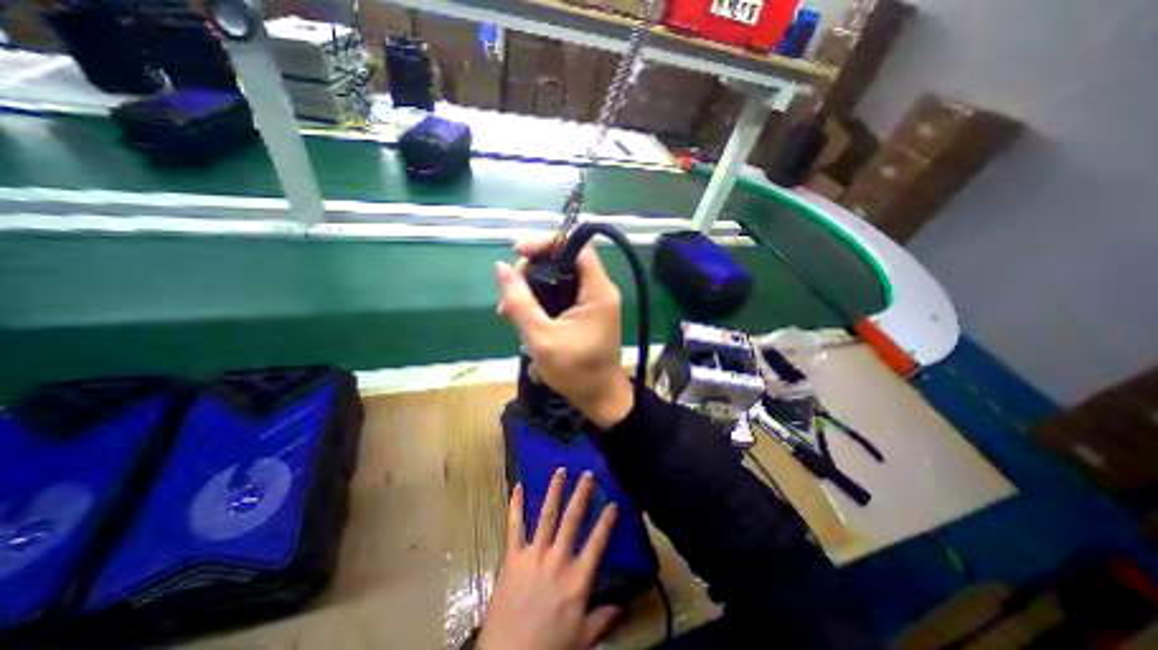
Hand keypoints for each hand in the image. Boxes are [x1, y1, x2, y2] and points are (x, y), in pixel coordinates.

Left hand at [480, 469, 623, 646]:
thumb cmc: (549, 649)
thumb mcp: (582, 640)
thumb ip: (602, 619)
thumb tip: (622, 606)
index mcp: (577, 579)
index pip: (597, 543)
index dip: (606, 522)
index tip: (614, 503)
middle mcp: (558, 559)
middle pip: (572, 519)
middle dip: (582, 494)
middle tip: (588, 474)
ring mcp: (534, 555)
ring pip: (546, 515)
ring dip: (554, 491)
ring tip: (560, 471)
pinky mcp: (512, 557)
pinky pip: (514, 526)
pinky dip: (515, 505)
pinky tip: (516, 487)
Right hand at [489, 236, 629, 428]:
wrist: (599, 397)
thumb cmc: (575, 372)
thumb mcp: (541, 338)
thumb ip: (520, 302)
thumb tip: (500, 268)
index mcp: (597, 291)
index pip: (577, 247)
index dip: (547, 242)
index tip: (517, 251)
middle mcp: (600, 289)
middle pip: (565, 259)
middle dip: (533, 269)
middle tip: (508, 292)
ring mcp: (595, 300)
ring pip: (561, 276)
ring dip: (533, 286)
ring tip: (508, 309)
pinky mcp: (588, 310)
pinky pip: (563, 292)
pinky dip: (542, 298)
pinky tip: (523, 314)